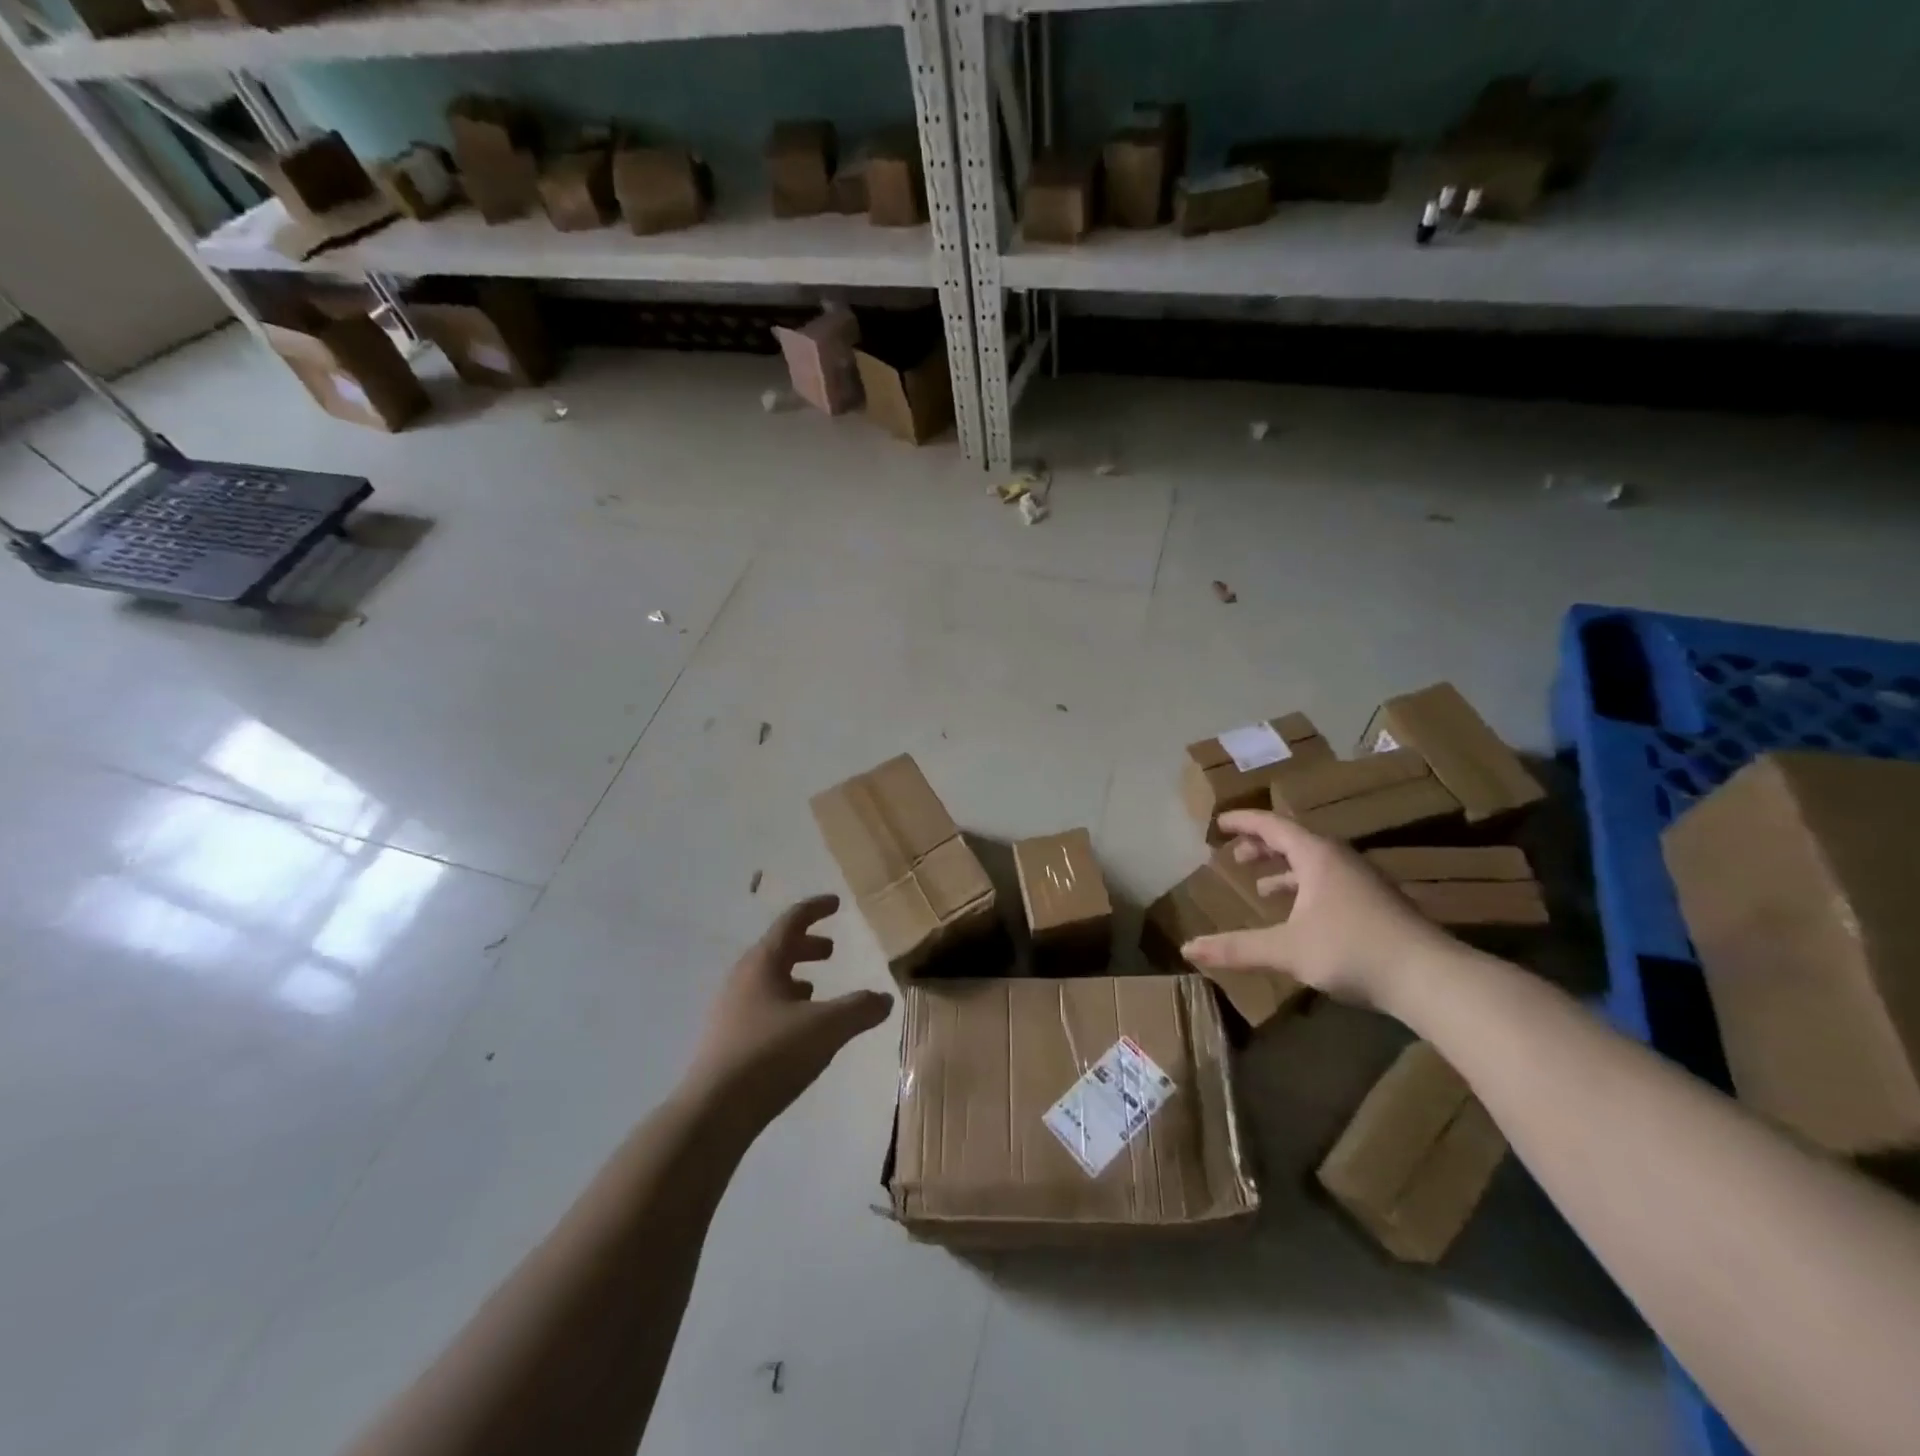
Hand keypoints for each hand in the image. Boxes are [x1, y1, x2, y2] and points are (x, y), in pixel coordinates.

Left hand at [687, 895, 893, 1131]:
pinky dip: (784, 1004)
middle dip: (806, 946)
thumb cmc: (771, 1055)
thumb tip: (885, 998)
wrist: (713, 1113)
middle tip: (831, 950)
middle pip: (777, 950)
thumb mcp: (826, 1028)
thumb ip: (859, 1009)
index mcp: (763, 963)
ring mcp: (730, 1010)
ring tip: (816, 989)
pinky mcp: (727, 1040)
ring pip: (768, 980)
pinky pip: (761, 1006)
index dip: (815, 909)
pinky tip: (797, 1029)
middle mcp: (743, 979)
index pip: (791, 922)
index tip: (836, 903)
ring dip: (794, 976)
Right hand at [1181, 810, 1457, 1012]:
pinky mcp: (1377, 904)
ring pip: (1314, 862)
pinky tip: (1301, 914)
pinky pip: (1329, 881)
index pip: (1272, 825)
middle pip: (1294, 840)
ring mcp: (1363, 881)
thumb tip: (1187, 949)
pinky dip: (1305, 887)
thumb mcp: (1287, 949)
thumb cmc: (1353, 950)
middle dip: (1261, 845)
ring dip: (1284, 868)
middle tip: (1236, 855)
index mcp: (1317, 856)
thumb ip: (1236, 948)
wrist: (1431, 978)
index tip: (1219, 822)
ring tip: (1261, 884)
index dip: (1243, 822)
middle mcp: (1340, 859)